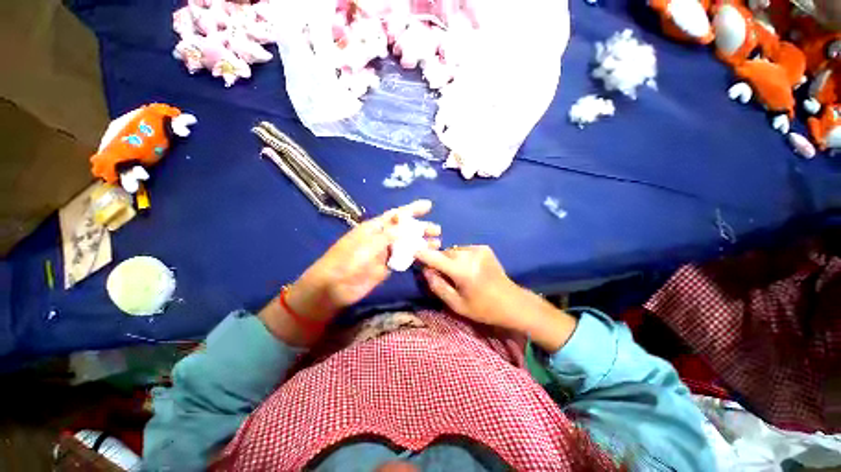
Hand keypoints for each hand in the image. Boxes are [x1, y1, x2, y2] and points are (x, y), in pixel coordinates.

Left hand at [294, 199, 440, 317]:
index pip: (397, 215)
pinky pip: (404, 259)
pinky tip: (426, 256)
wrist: (334, 287)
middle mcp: (382, 238)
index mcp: (375, 227)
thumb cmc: (347, 260)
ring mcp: (385, 253)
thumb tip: (407, 224)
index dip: (412, 209)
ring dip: (421, 243)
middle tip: (437, 230)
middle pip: (405, 229)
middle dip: (421, 227)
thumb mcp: (367, 244)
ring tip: (437, 243)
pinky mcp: (387, 267)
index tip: (428, 205)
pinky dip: (416, 257)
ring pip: (407, 245)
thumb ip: (388, 234)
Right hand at [415, 245, 521, 329]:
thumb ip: (438, 287)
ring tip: (455, 272)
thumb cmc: (483, 308)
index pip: (435, 258)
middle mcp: (470, 255)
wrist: (512, 302)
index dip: (422, 254)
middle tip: (439, 274)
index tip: (412, 252)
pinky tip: (467, 268)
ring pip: (453, 250)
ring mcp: (478, 249)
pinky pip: (463, 250)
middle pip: (444, 252)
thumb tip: (425, 271)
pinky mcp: (484, 248)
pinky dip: (460, 256)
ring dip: (449, 259)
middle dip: (438, 261)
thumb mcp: (457, 305)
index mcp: (463, 271)